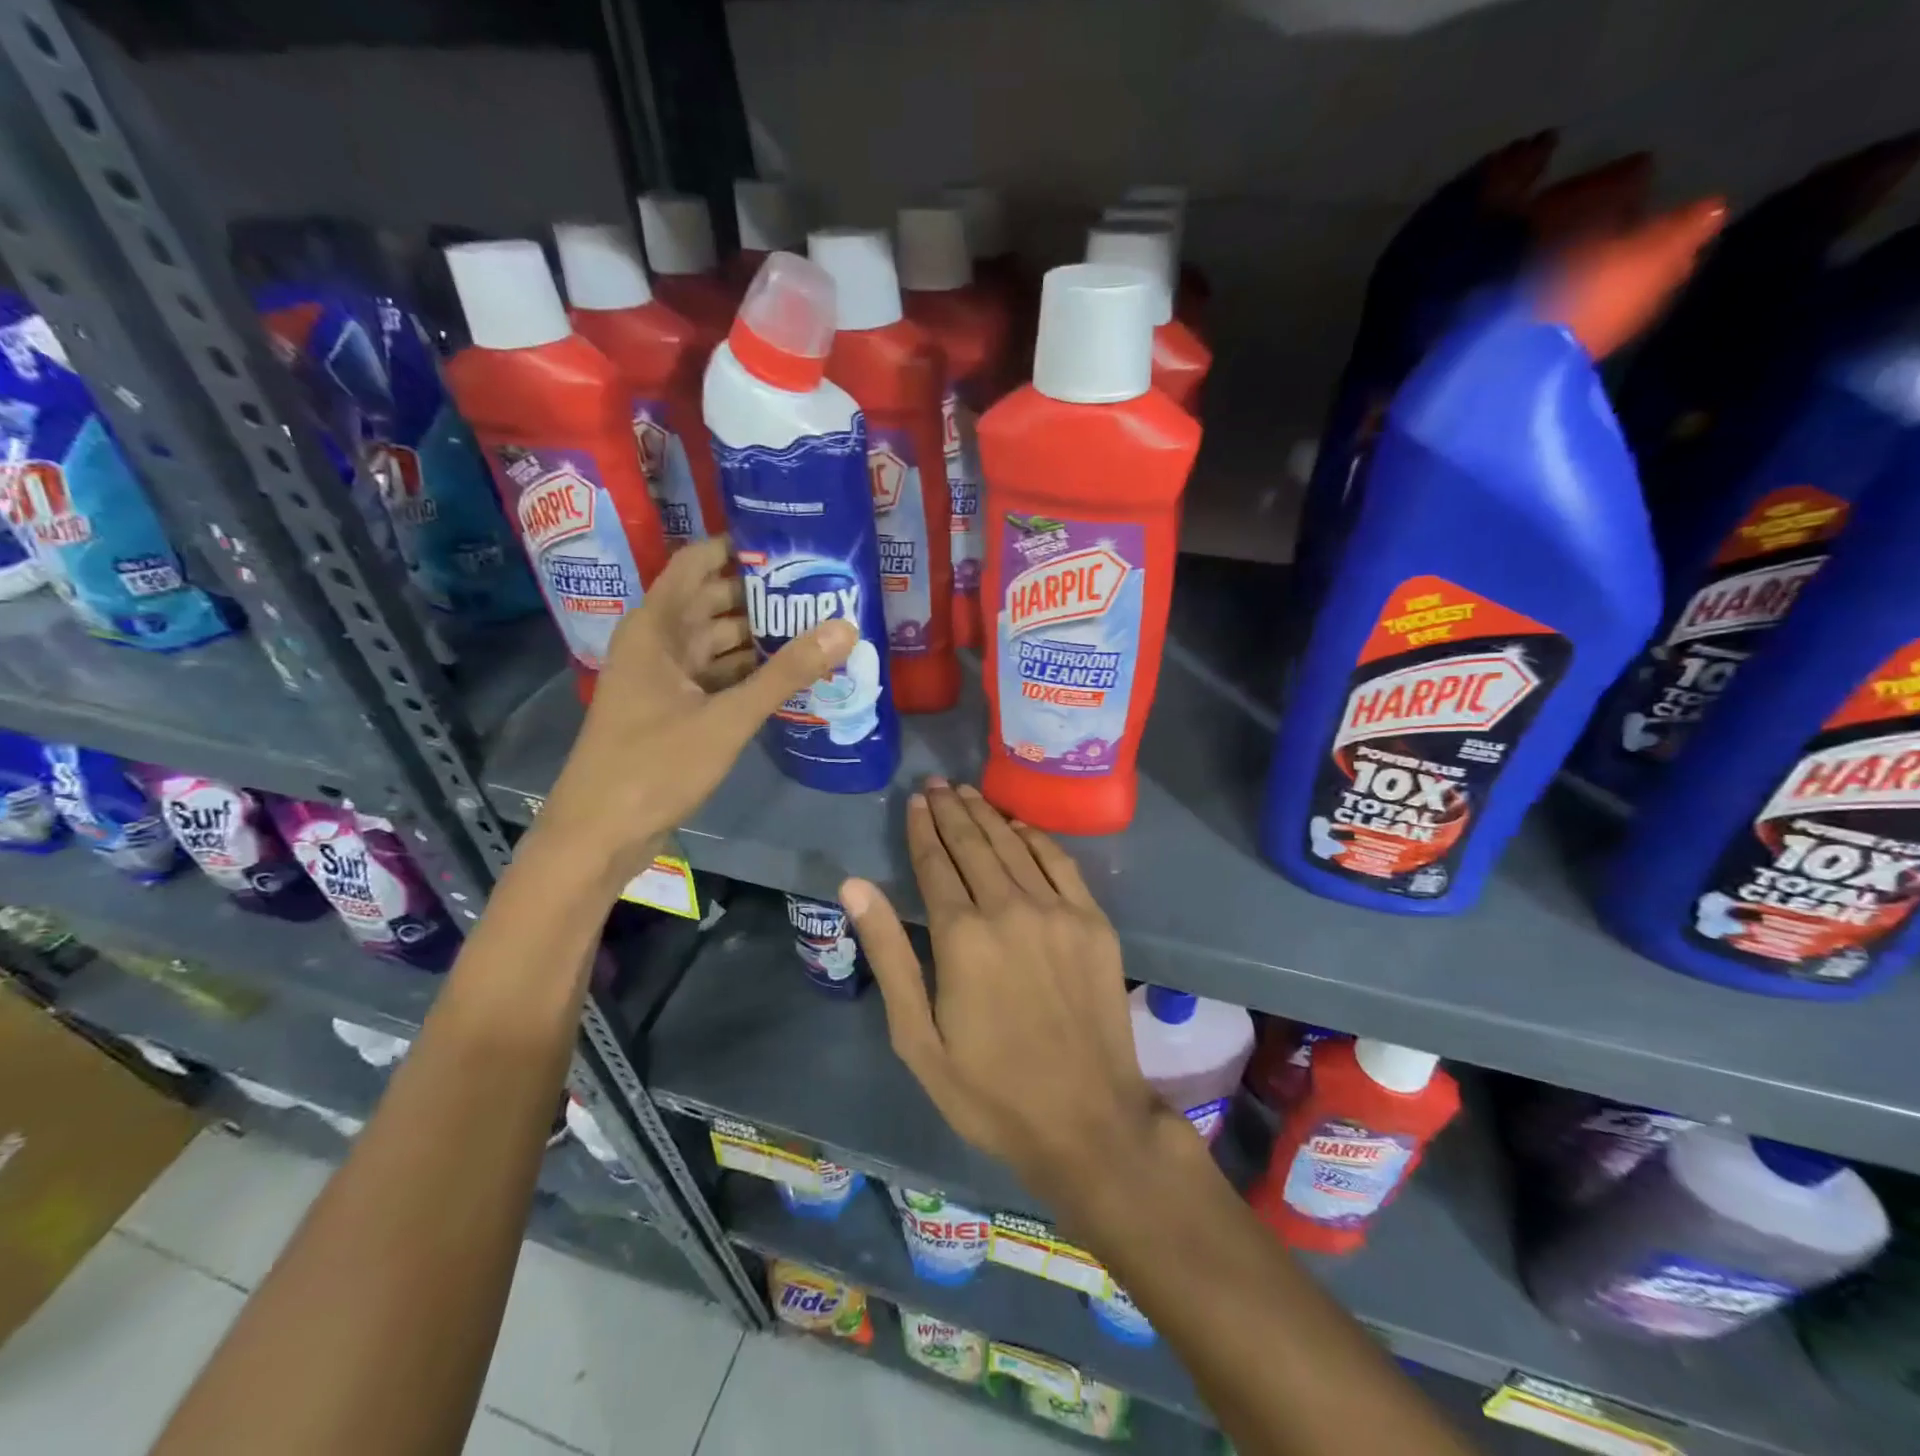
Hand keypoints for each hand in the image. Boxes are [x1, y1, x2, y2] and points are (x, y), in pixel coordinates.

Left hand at [537, 537, 854, 884]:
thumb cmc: (654, 766)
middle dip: (763, 593)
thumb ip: (786, 673)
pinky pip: (719, 676)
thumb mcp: (726, 718)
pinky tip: (791, 673)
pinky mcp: (676, 710)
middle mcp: (659, 644)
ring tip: (818, 624)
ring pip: (719, 642)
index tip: (791, 543)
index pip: (697, 563)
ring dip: (761, 635)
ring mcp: (666, 679)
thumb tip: (845, 627)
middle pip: (714, 601)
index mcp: (656, 628)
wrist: (600, 834)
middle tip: (822, 586)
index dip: (739, 547)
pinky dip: (750, 672)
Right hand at [841, 779, 1174, 1207]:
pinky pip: (1060, 863)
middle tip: (937, 783)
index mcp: (961, 937)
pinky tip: (1018, 826)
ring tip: (967, 793)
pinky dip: (1035, 838)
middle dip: (951, 810)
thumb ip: (888, 954)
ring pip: (1013, 845)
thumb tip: (854, 885)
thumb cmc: (990, 1091)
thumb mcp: (917, 1039)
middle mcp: (1009, 909)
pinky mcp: (1093, 922)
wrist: (1089, 1122)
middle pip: (973, 844)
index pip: (935, 864)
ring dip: (987, 815)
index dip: (922, 828)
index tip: (915, 800)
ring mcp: (1057, 911)